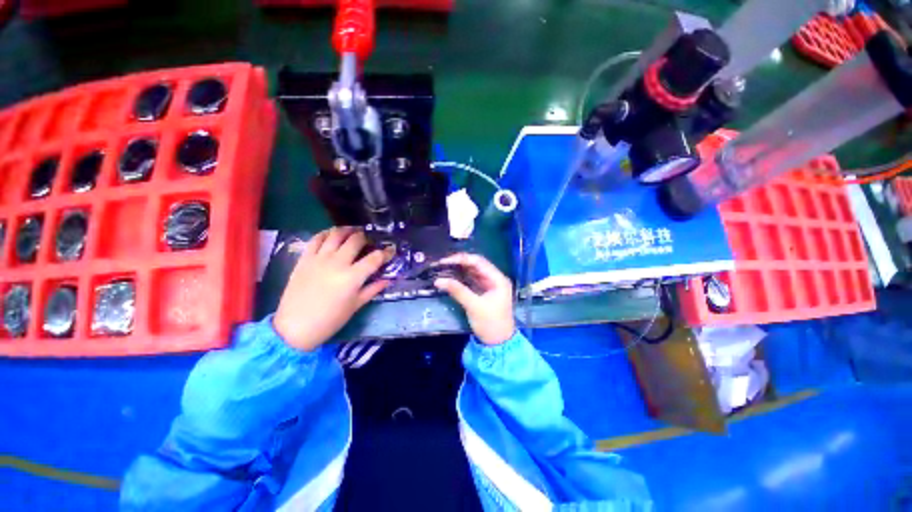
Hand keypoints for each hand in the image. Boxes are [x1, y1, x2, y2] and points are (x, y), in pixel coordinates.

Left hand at [274, 227, 390, 351]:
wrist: (294, 327)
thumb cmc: (330, 320)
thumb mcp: (355, 306)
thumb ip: (373, 289)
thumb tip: (387, 279)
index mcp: (352, 277)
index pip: (375, 258)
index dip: (386, 252)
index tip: (391, 250)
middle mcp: (337, 263)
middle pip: (356, 240)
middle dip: (367, 238)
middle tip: (370, 242)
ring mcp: (319, 259)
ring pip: (336, 234)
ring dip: (348, 230)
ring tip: (354, 232)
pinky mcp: (304, 259)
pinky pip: (316, 239)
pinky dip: (326, 233)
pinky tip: (332, 235)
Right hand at [433, 253, 514, 344]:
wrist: (498, 344)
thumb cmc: (490, 324)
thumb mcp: (474, 306)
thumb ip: (457, 291)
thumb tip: (438, 280)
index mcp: (498, 279)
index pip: (479, 262)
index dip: (462, 259)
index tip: (445, 261)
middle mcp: (494, 279)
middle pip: (475, 265)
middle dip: (459, 264)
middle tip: (441, 264)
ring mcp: (488, 286)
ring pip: (472, 272)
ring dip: (458, 270)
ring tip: (442, 269)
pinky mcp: (482, 293)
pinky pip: (470, 281)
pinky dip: (460, 279)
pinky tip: (450, 278)